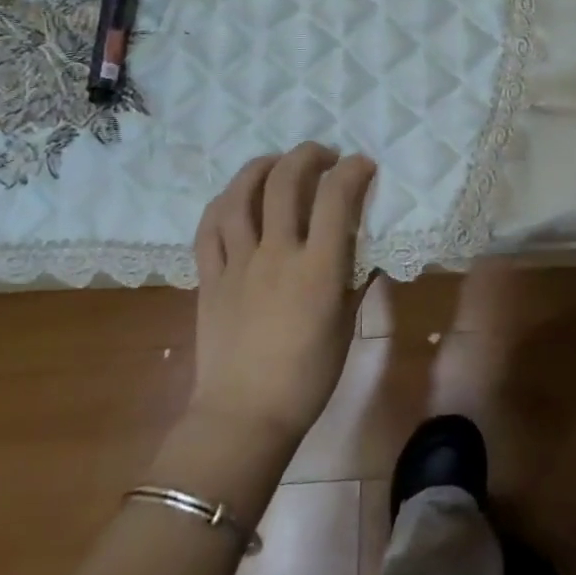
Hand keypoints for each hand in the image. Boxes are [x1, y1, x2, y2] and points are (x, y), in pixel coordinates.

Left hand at [186, 144, 378, 454]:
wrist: (244, 418)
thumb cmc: (307, 378)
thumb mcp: (345, 325)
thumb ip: (355, 279)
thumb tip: (367, 248)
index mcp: (318, 268)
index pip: (336, 198)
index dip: (353, 171)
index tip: (363, 165)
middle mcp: (276, 254)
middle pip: (285, 182)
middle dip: (308, 156)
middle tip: (323, 156)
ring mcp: (237, 263)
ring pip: (240, 196)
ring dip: (261, 167)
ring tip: (276, 162)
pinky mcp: (209, 278)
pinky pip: (209, 229)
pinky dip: (222, 203)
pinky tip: (235, 197)